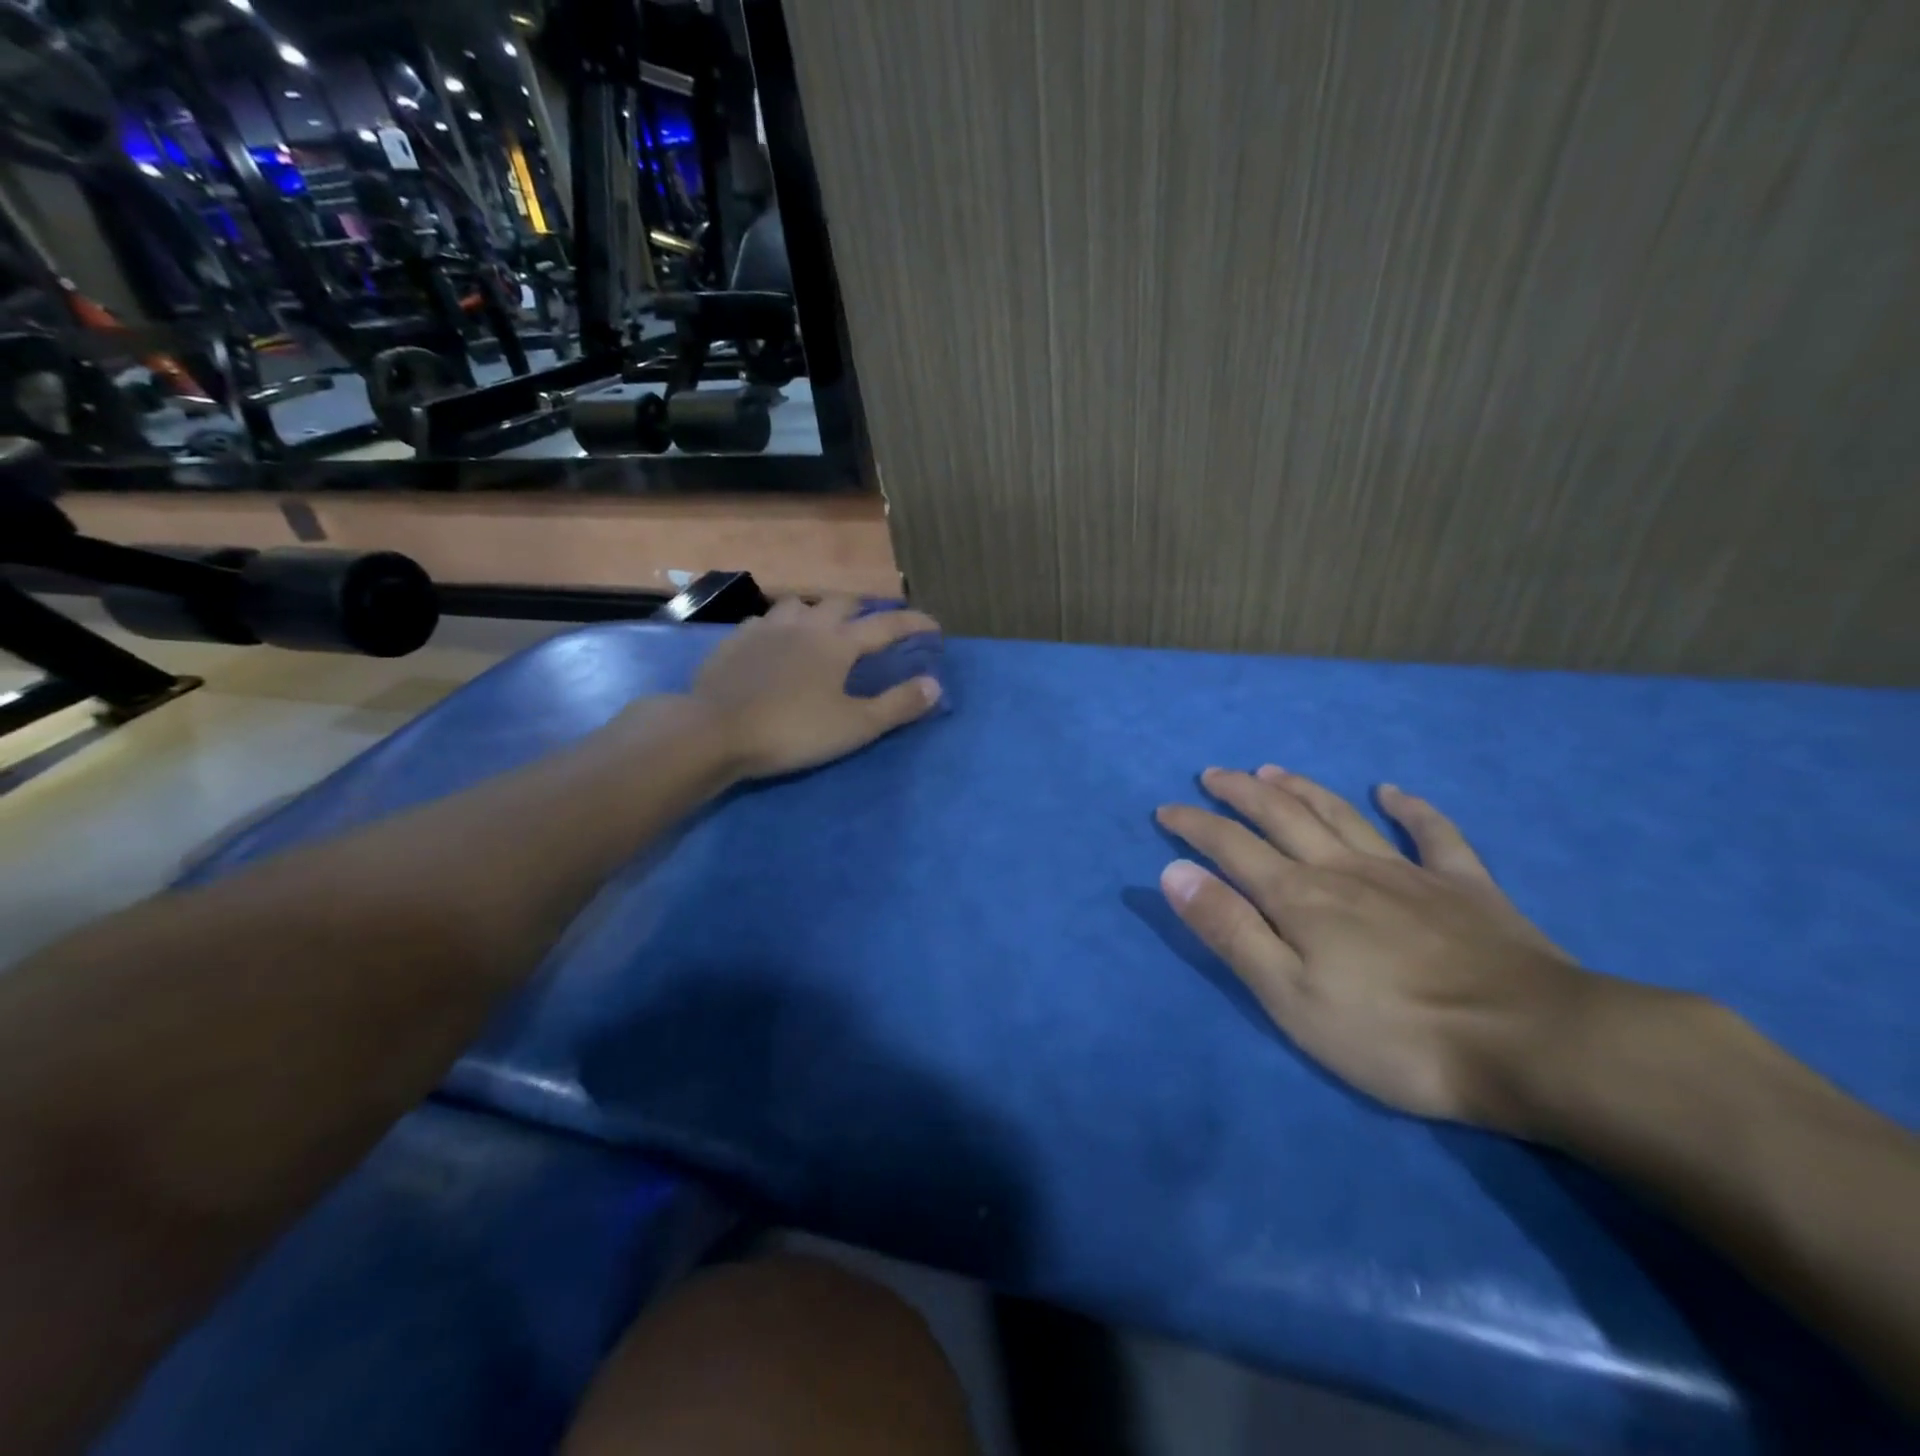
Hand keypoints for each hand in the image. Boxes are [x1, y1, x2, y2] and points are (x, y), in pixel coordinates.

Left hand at [686, 596, 942, 779]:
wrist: (714, 731)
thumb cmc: (792, 730)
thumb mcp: (855, 726)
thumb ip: (897, 705)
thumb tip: (935, 684)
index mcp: (838, 643)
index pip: (886, 625)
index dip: (914, 623)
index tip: (934, 626)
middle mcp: (805, 624)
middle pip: (841, 602)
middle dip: (865, 609)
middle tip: (873, 625)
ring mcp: (765, 628)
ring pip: (799, 603)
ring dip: (819, 610)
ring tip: (823, 628)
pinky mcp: (735, 641)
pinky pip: (765, 620)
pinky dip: (781, 625)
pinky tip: (776, 641)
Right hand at [1157, 767, 1633, 1132]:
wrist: (1532, 1045)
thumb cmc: (1393, 1034)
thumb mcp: (1289, 996)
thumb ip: (1230, 930)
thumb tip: (1174, 872)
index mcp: (1299, 897)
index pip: (1230, 846)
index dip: (1194, 825)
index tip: (1165, 809)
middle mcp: (1344, 869)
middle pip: (1282, 816)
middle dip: (1240, 793)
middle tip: (1212, 775)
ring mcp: (1407, 872)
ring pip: (1342, 815)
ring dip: (1302, 789)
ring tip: (1272, 771)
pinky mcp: (1465, 886)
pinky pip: (1434, 834)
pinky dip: (1411, 808)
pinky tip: (1393, 791)